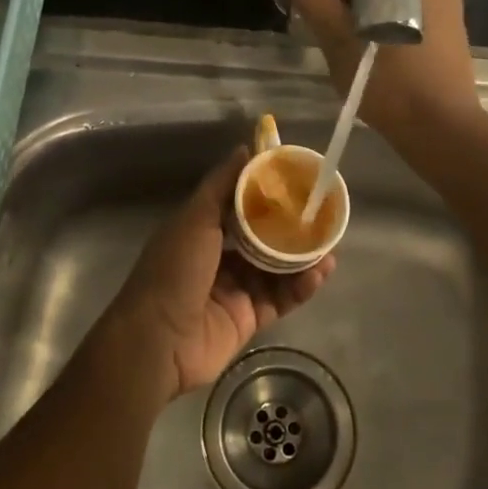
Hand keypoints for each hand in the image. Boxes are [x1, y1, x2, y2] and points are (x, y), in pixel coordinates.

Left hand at [102, 148, 334, 401]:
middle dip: (291, 228)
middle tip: (320, 215)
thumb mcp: (195, 218)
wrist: (159, 340)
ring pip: (276, 269)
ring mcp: (235, 290)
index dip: (266, 193)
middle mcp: (219, 258)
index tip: (295, 180)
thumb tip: (246, 148)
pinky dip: (301, 286)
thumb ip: (222, 185)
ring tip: (329, 245)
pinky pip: (281, 298)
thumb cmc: (174, 269)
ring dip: (302, 258)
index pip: (239, 206)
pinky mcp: (249, 319)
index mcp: (201, 231)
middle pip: (263, 238)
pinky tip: (320, 272)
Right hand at [290, 0, 481, 145]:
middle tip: (330, 39)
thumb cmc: (390, 84)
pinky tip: (376, 52)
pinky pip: (403, 8)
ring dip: (362, 14)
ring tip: (352, 49)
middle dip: (344, 2)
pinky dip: (383, 22)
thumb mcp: (340, 41)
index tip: (311, 18)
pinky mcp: (448, 19)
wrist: (441, 129)